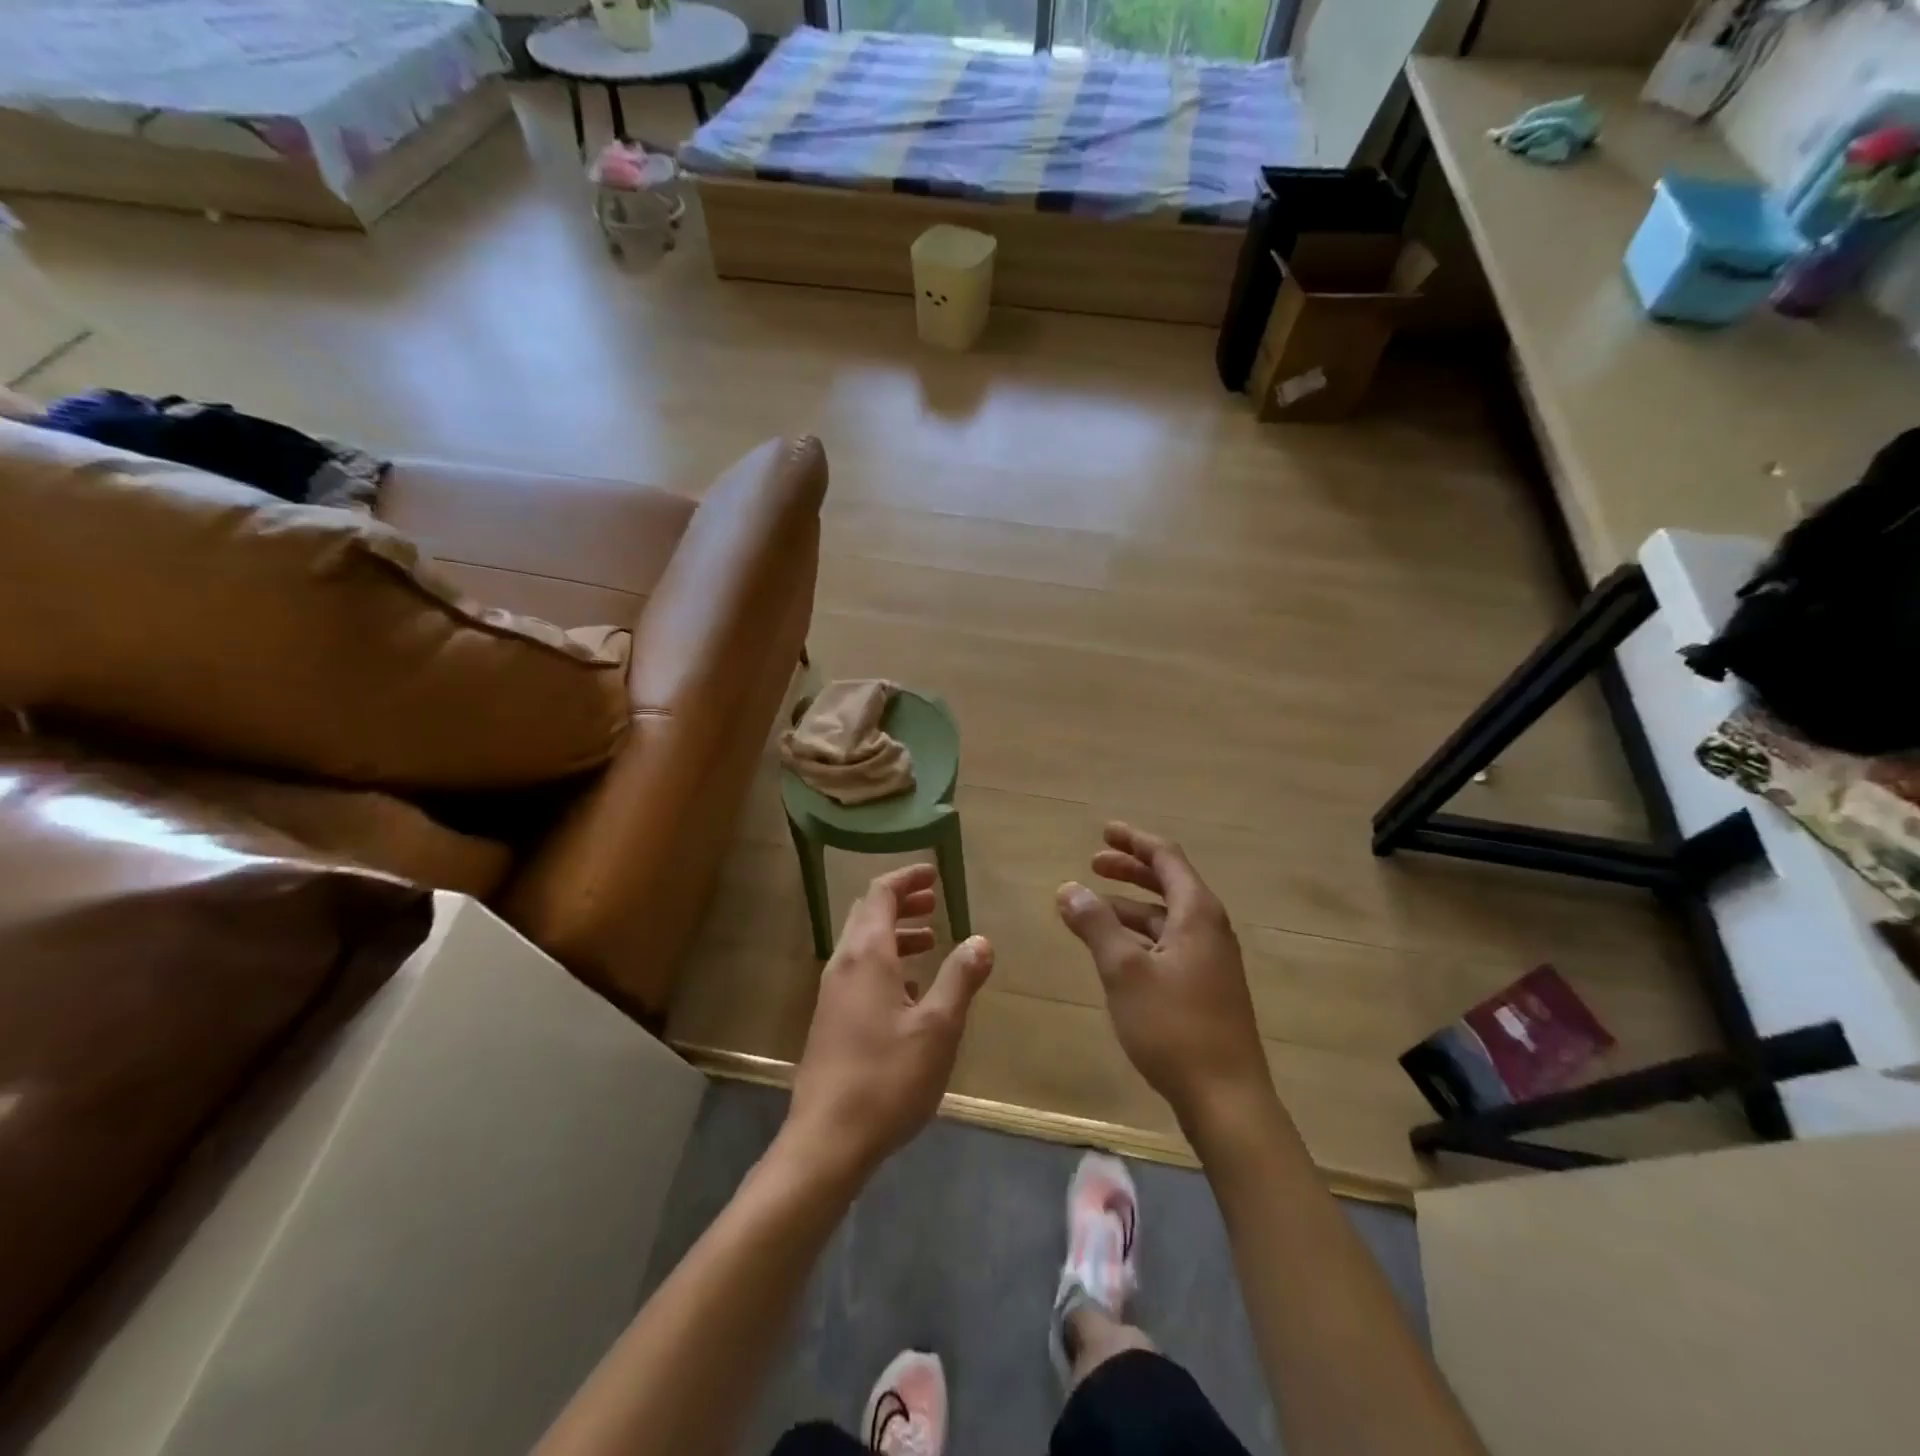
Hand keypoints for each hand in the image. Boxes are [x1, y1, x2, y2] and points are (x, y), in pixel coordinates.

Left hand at [785, 864, 993, 1183]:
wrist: (827, 1140)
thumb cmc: (887, 1077)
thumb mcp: (938, 1027)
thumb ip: (960, 978)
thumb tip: (980, 940)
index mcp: (867, 955)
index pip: (881, 894)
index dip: (907, 878)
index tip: (934, 873)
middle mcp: (844, 965)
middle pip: (868, 915)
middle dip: (901, 903)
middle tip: (935, 901)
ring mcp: (832, 994)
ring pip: (863, 945)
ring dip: (895, 934)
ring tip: (931, 941)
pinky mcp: (830, 1021)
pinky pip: (859, 973)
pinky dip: (886, 964)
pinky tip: (910, 990)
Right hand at [1056, 823, 1272, 1132]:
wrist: (1226, 1098)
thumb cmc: (1174, 1027)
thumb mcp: (1124, 971)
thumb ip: (1096, 925)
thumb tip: (1069, 888)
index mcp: (1197, 913)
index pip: (1166, 858)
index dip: (1134, 841)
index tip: (1103, 832)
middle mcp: (1209, 928)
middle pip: (1168, 883)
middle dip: (1130, 870)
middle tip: (1093, 863)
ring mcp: (1211, 959)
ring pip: (1166, 917)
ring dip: (1130, 906)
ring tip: (1092, 908)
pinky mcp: (1206, 987)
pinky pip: (1168, 943)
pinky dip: (1139, 935)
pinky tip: (1115, 950)